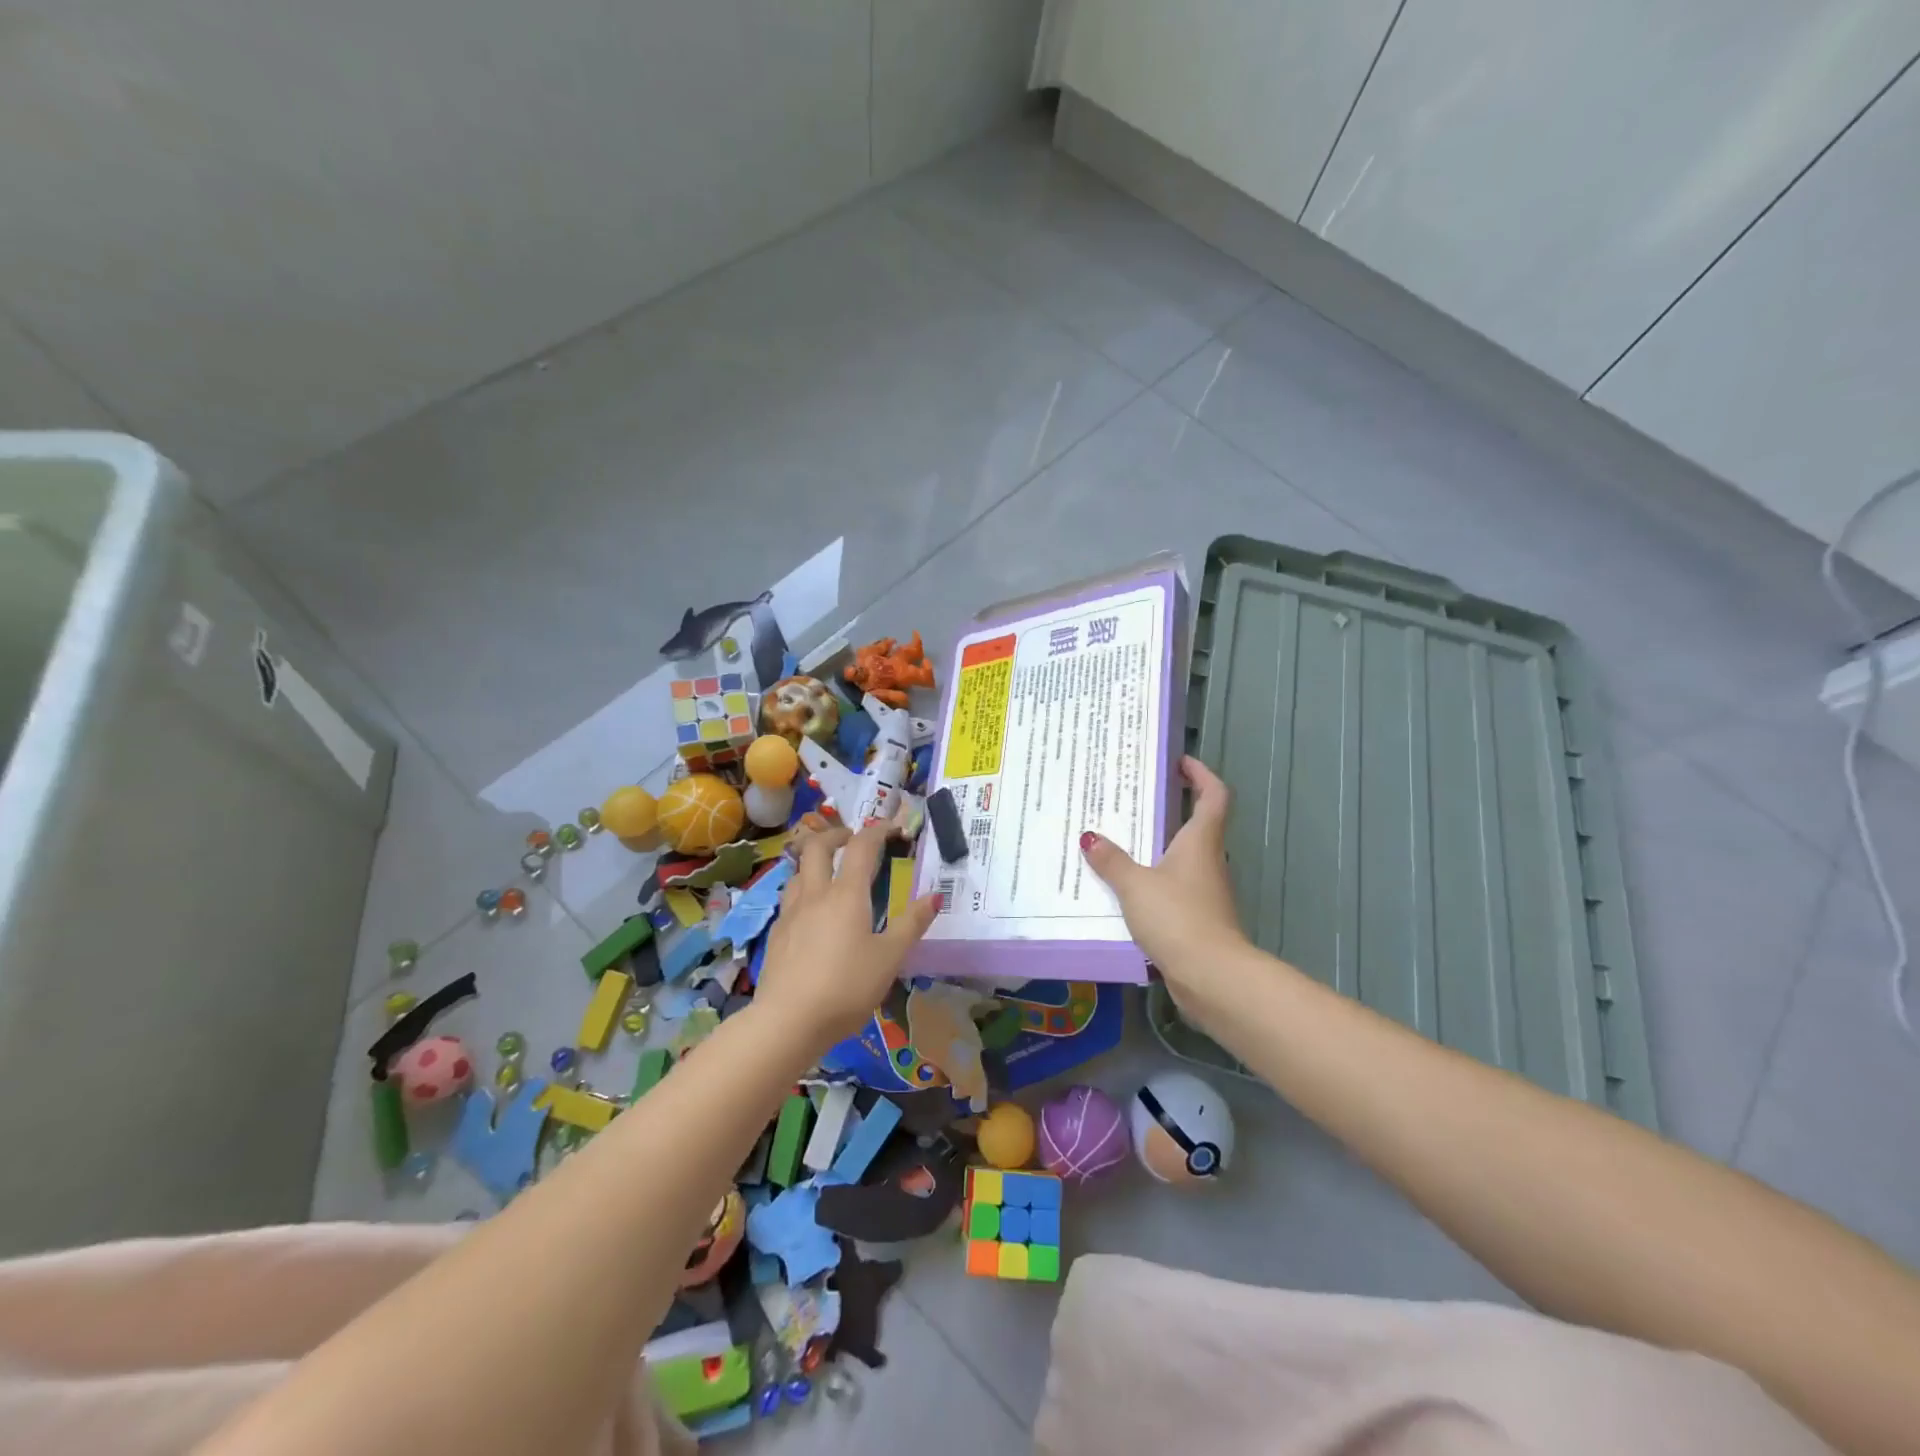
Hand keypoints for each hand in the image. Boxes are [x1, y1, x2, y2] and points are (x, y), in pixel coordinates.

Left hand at [753, 822, 940, 1047]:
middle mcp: (815, 894)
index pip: (861, 847)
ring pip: (798, 871)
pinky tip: (812, 914)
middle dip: (836, 835)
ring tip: (830, 874)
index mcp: (846, 894)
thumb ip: (912, 924)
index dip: (877, 831)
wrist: (788, 1022)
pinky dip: (804, 891)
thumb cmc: (847, 987)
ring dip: (815, 862)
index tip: (892, 828)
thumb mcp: (890, 958)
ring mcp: (790, 914)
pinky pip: (790, 899)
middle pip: (817, 847)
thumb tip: (935, 895)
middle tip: (852, 839)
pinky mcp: (777, 935)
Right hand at [1081, 756, 1247, 1013]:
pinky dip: (1154, 881)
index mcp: (1200, 842)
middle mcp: (1208, 861)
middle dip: (1171, 809)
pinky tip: (1126, 890)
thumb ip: (1112, 861)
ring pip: (1183, 859)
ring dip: (1159, 848)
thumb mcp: (1135, 885)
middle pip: (1198, 825)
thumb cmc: (1178, 917)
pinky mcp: (1198, 919)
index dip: (1201, 774)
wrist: (1212, 976)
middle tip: (1134, 800)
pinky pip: (1174, 888)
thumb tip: (1090, 837)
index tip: (1180, 762)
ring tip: (1121, 841)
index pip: (1214, 796)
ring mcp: (1206, 892)